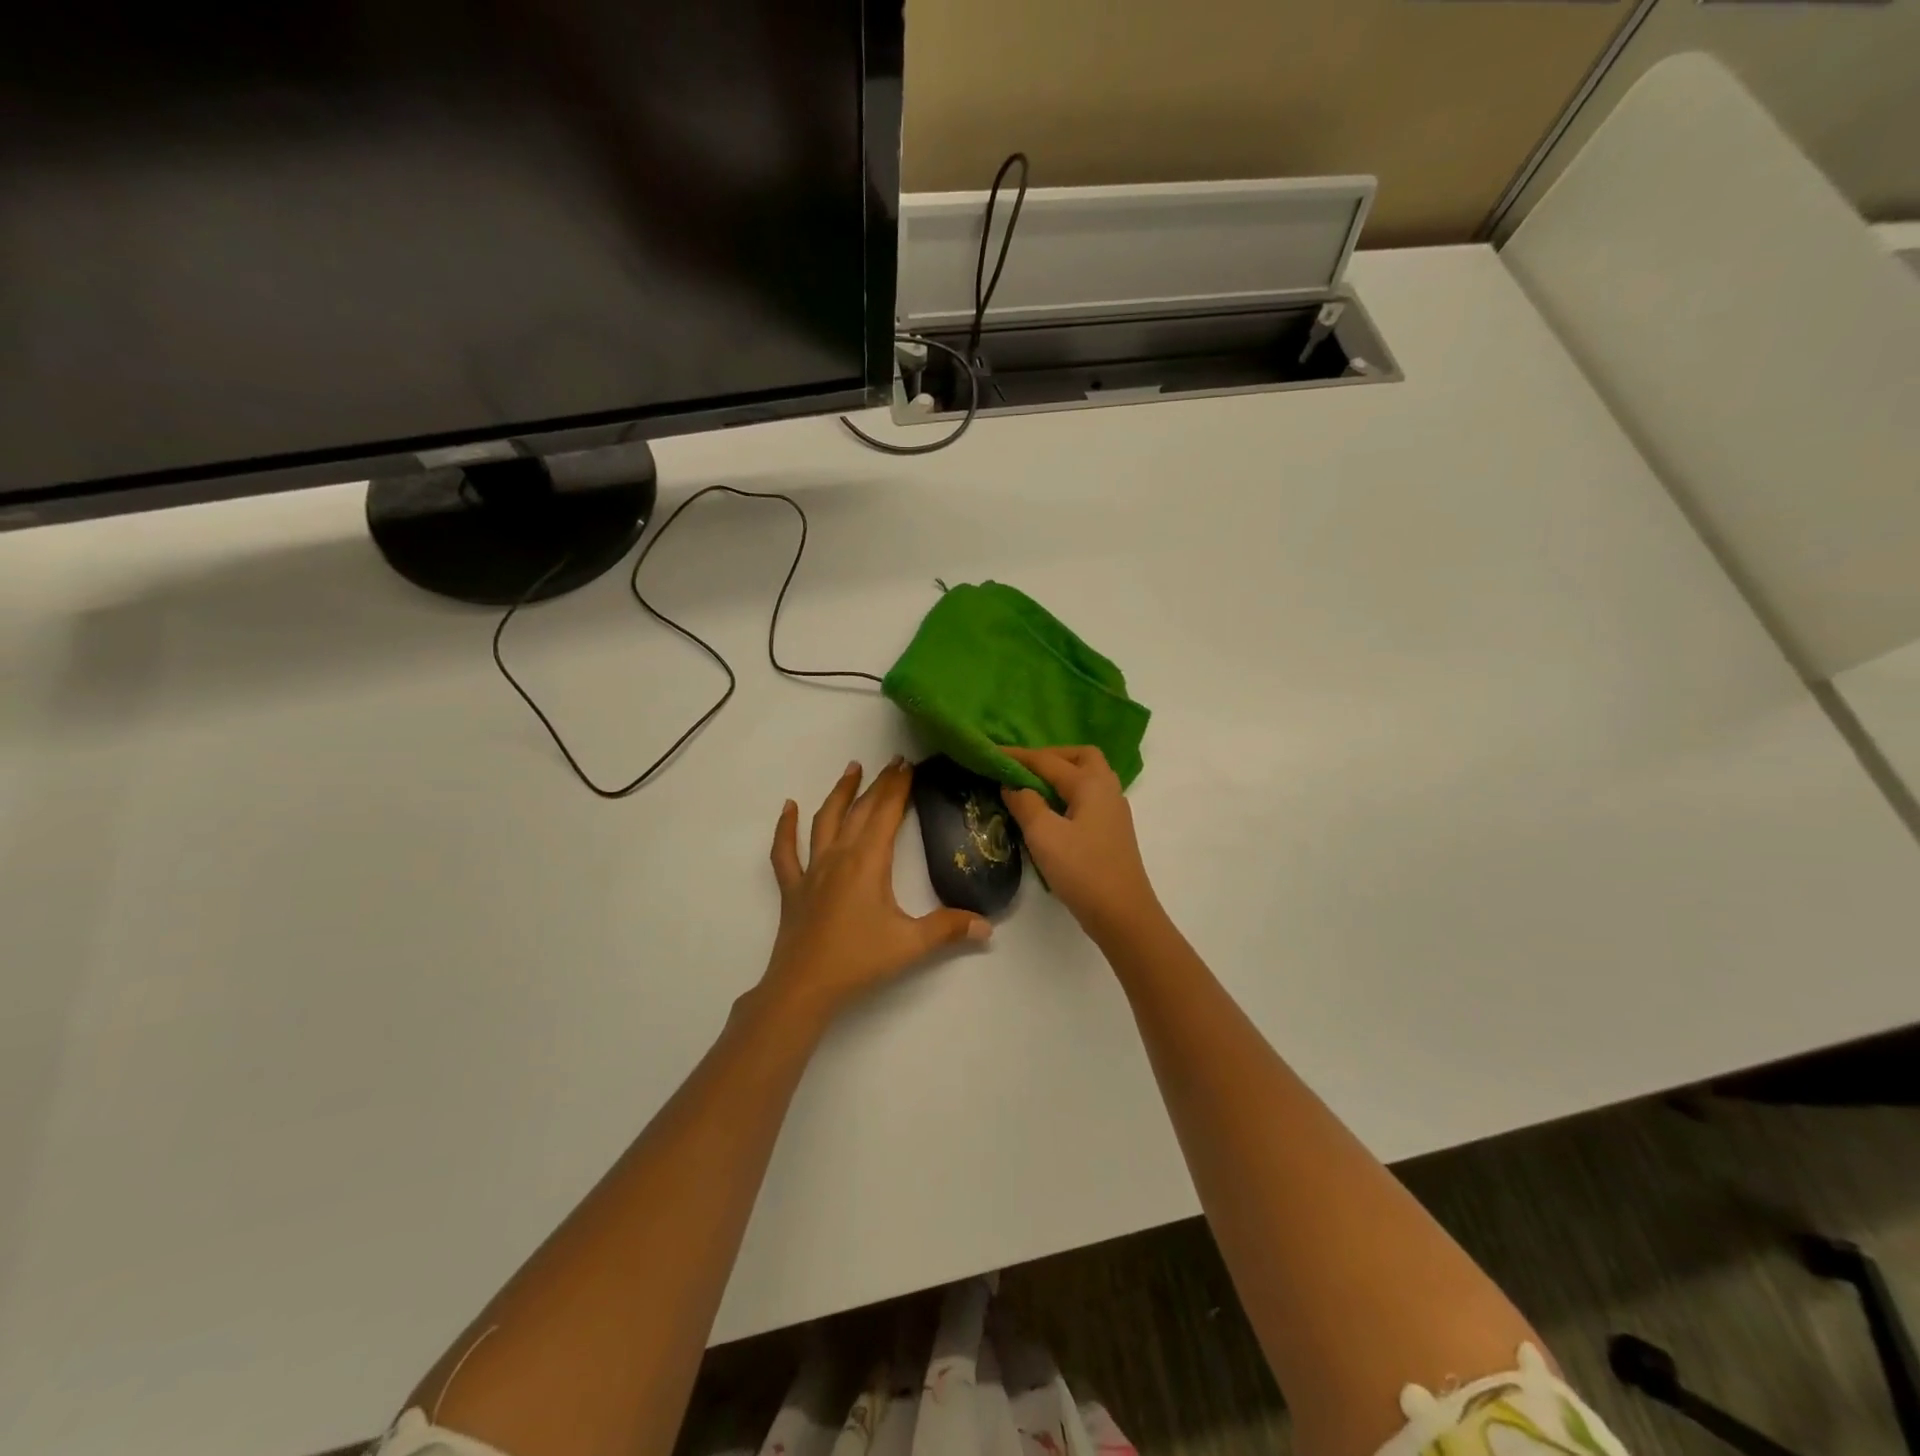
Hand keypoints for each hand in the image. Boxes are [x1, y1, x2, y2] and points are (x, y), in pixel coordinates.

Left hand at [762, 757, 991, 1019]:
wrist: (804, 988)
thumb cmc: (858, 961)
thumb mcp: (910, 945)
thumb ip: (949, 930)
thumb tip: (987, 926)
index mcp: (868, 861)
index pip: (887, 813)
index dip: (899, 787)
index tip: (909, 764)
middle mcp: (839, 855)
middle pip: (861, 810)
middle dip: (879, 784)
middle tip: (894, 762)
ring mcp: (812, 870)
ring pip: (825, 820)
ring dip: (840, 792)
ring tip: (852, 768)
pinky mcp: (793, 887)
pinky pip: (785, 852)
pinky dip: (785, 828)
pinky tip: (787, 808)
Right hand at [999, 745, 1160, 943]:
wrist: (1122, 914)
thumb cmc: (1082, 871)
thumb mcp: (1044, 835)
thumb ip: (1026, 804)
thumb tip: (1013, 786)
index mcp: (1090, 784)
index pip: (1048, 760)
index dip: (1018, 756)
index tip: (991, 752)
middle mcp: (1106, 789)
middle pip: (1080, 757)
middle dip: (1051, 756)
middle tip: (1022, 768)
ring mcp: (1114, 811)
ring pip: (1089, 776)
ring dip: (1062, 774)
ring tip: (1033, 788)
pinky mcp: (1113, 831)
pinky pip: (1089, 797)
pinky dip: (1069, 793)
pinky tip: (1052, 811)